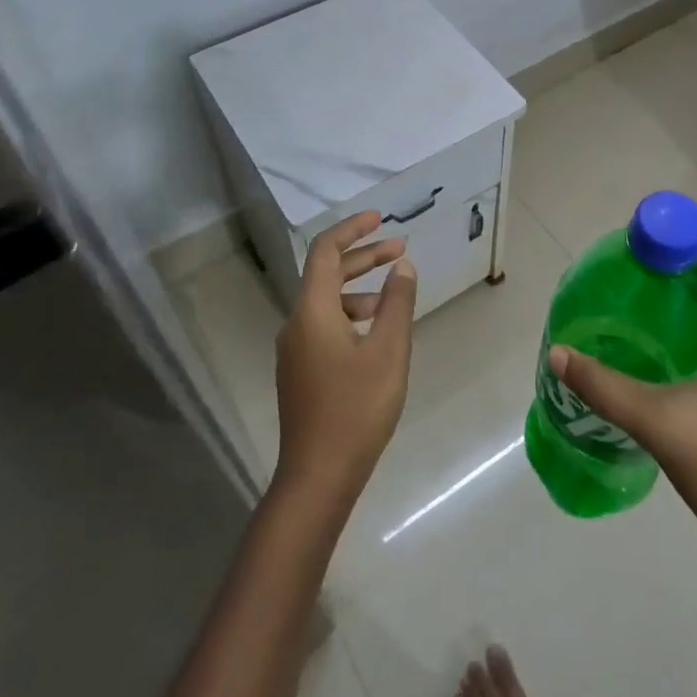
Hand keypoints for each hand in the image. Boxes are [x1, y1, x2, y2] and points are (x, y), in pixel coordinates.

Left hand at [273, 211, 417, 507]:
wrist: (318, 477)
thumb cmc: (356, 409)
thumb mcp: (388, 351)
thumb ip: (396, 303)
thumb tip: (402, 266)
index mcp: (312, 311)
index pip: (324, 251)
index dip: (352, 229)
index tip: (380, 218)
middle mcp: (296, 323)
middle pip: (326, 274)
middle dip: (362, 256)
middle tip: (399, 249)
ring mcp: (294, 350)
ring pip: (325, 301)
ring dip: (358, 287)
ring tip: (393, 293)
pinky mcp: (300, 371)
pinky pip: (324, 325)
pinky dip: (350, 314)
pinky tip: (375, 333)